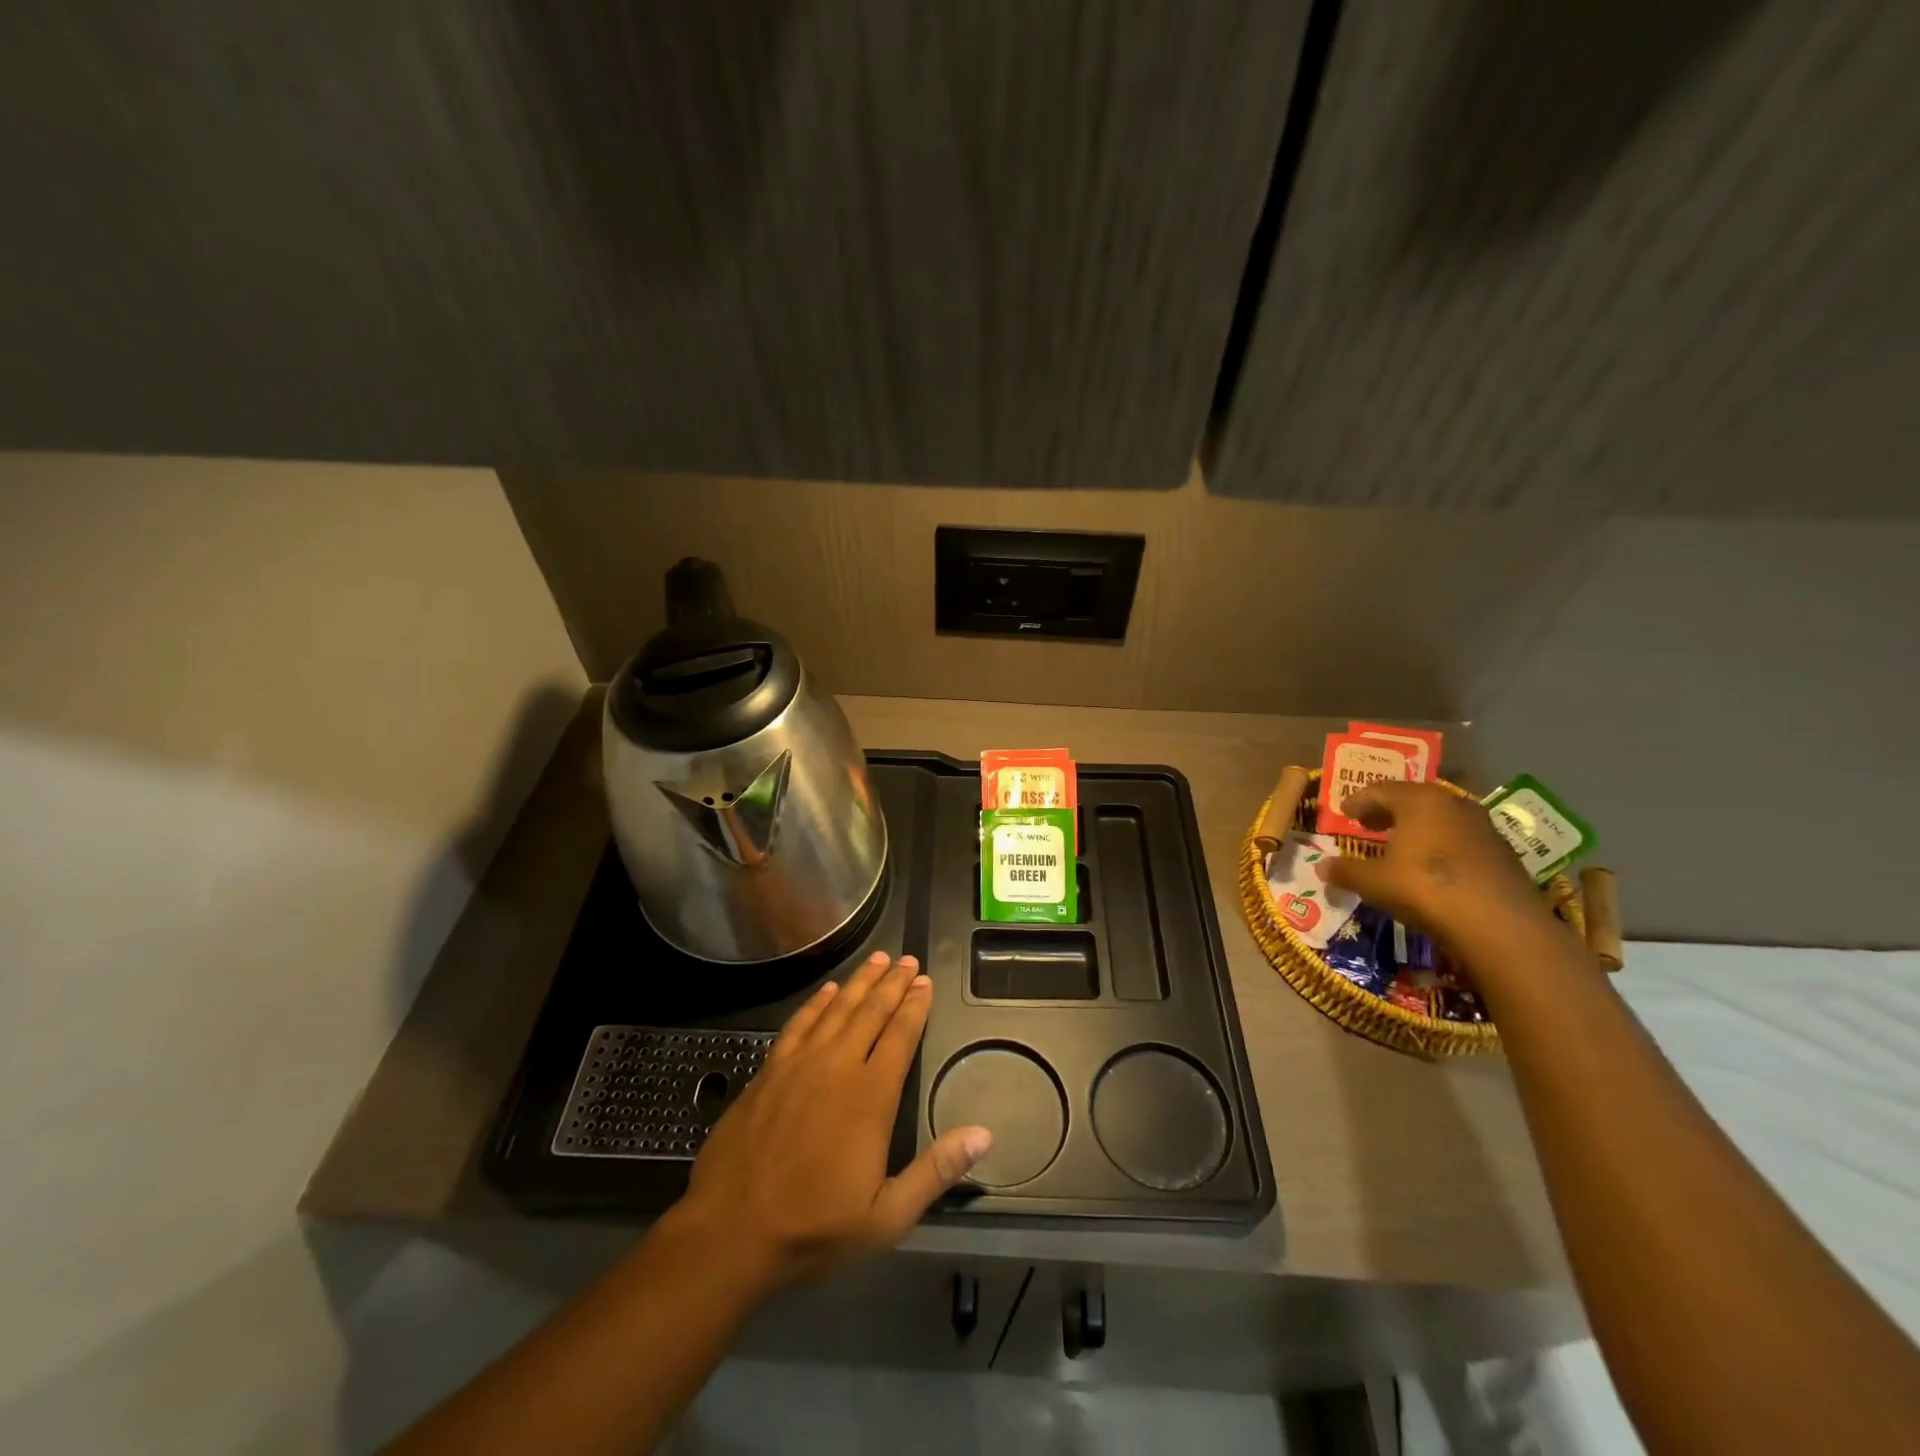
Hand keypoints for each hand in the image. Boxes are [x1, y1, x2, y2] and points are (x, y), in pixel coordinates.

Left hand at [670, 951, 991, 1291]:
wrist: (731, 1231)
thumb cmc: (815, 1226)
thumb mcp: (887, 1216)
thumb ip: (936, 1170)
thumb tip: (984, 1135)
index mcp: (870, 1096)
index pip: (900, 1035)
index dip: (915, 1006)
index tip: (925, 982)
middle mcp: (837, 1066)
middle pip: (871, 1011)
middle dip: (893, 983)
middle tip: (907, 960)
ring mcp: (799, 1064)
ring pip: (837, 1008)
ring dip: (859, 982)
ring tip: (877, 959)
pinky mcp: (769, 1070)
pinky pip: (799, 1023)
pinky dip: (816, 1002)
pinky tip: (827, 990)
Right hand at [1316, 780, 1550, 951]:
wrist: (1500, 924)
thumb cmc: (1425, 888)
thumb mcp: (1374, 882)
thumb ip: (1346, 871)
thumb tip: (1321, 867)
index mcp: (1419, 800)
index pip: (1380, 790)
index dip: (1358, 800)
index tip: (1344, 811)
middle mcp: (1452, 803)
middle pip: (1413, 798)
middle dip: (1387, 810)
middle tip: (1368, 823)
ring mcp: (1482, 826)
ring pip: (1439, 817)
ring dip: (1416, 826)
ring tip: (1399, 843)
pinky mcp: (1501, 851)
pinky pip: (1459, 837)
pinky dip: (1439, 843)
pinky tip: (1431, 864)